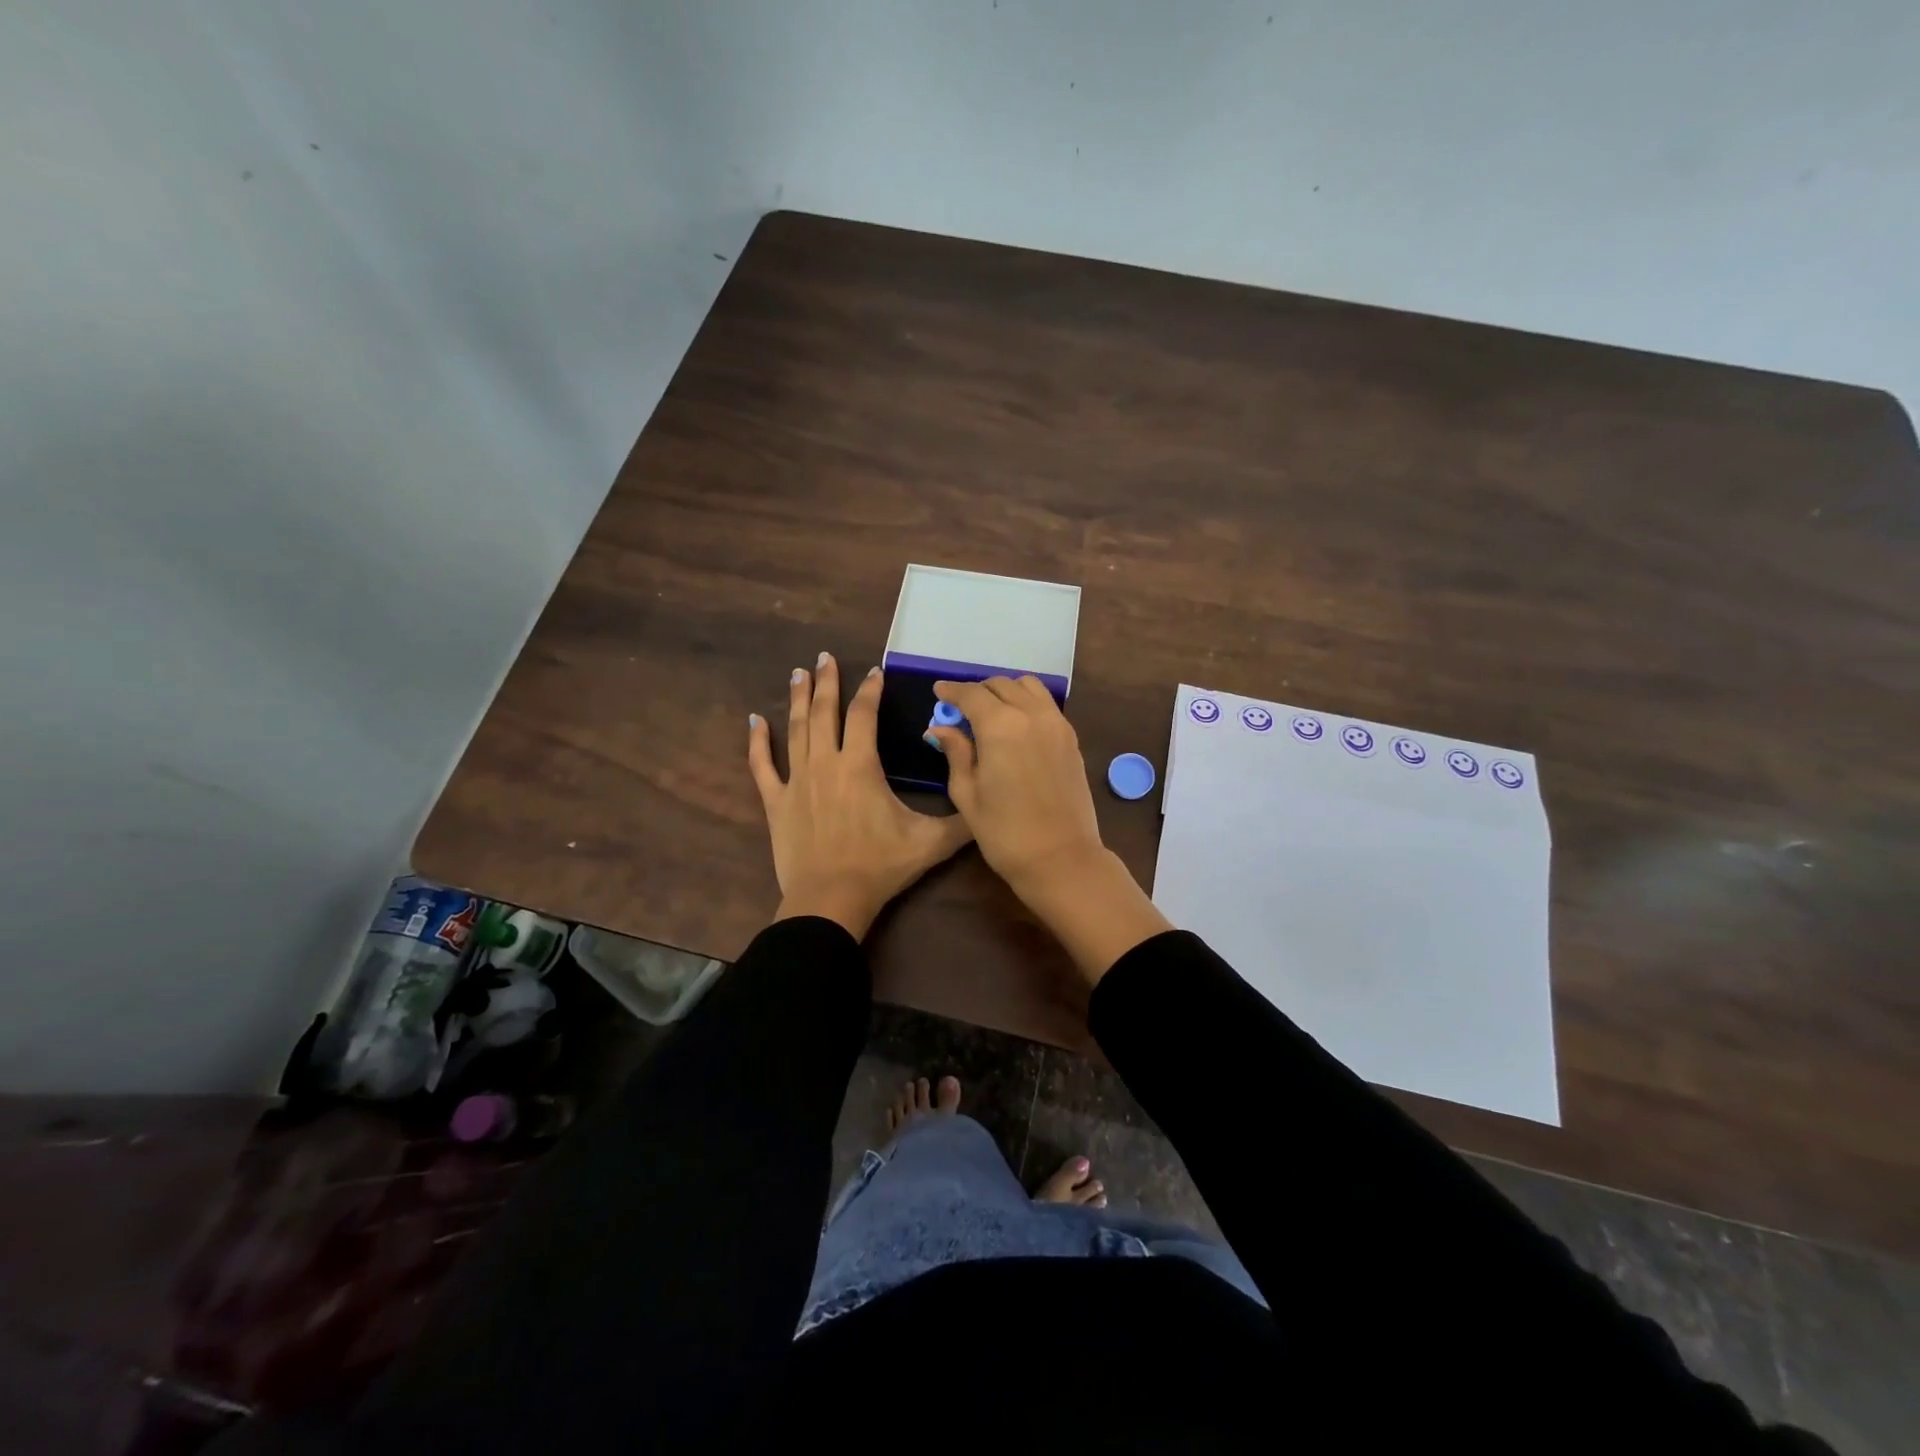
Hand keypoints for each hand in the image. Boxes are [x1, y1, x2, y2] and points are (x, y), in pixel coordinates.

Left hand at [749, 653, 971, 939]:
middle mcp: (826, 763)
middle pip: (824, 712)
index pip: (864, 715)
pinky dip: (758, 742)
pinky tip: (754, 721)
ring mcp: (797, 781)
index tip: (875, 672)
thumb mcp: (931, 843)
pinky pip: (762, 765)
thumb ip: (962, 820)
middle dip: (827, 681)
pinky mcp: (776, 802)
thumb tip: (988, 800)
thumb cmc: (881, 866)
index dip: (870, 691)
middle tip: (824, 656)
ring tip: (798, 674)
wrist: (830, 900)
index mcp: (860, 765)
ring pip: (795, 729)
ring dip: (797, 699)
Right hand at [922, 675, 1102, 892]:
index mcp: (1000, 726)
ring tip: (991, 712)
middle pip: (1001, 685)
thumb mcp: (967, 794)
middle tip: (961, 708)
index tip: (938, 691)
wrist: (1061, 858)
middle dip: (978, 691)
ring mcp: (1057, 724)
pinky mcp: (1071, 738)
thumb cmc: (1004, 832)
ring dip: (1006, 691)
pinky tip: (1016, 726)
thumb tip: (939, 728)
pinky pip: (1046, 705)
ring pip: (1028, 687)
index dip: (952, 691)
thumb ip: (956, 753)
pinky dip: (1027, 703)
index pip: (971, 694)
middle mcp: (1031, 714)